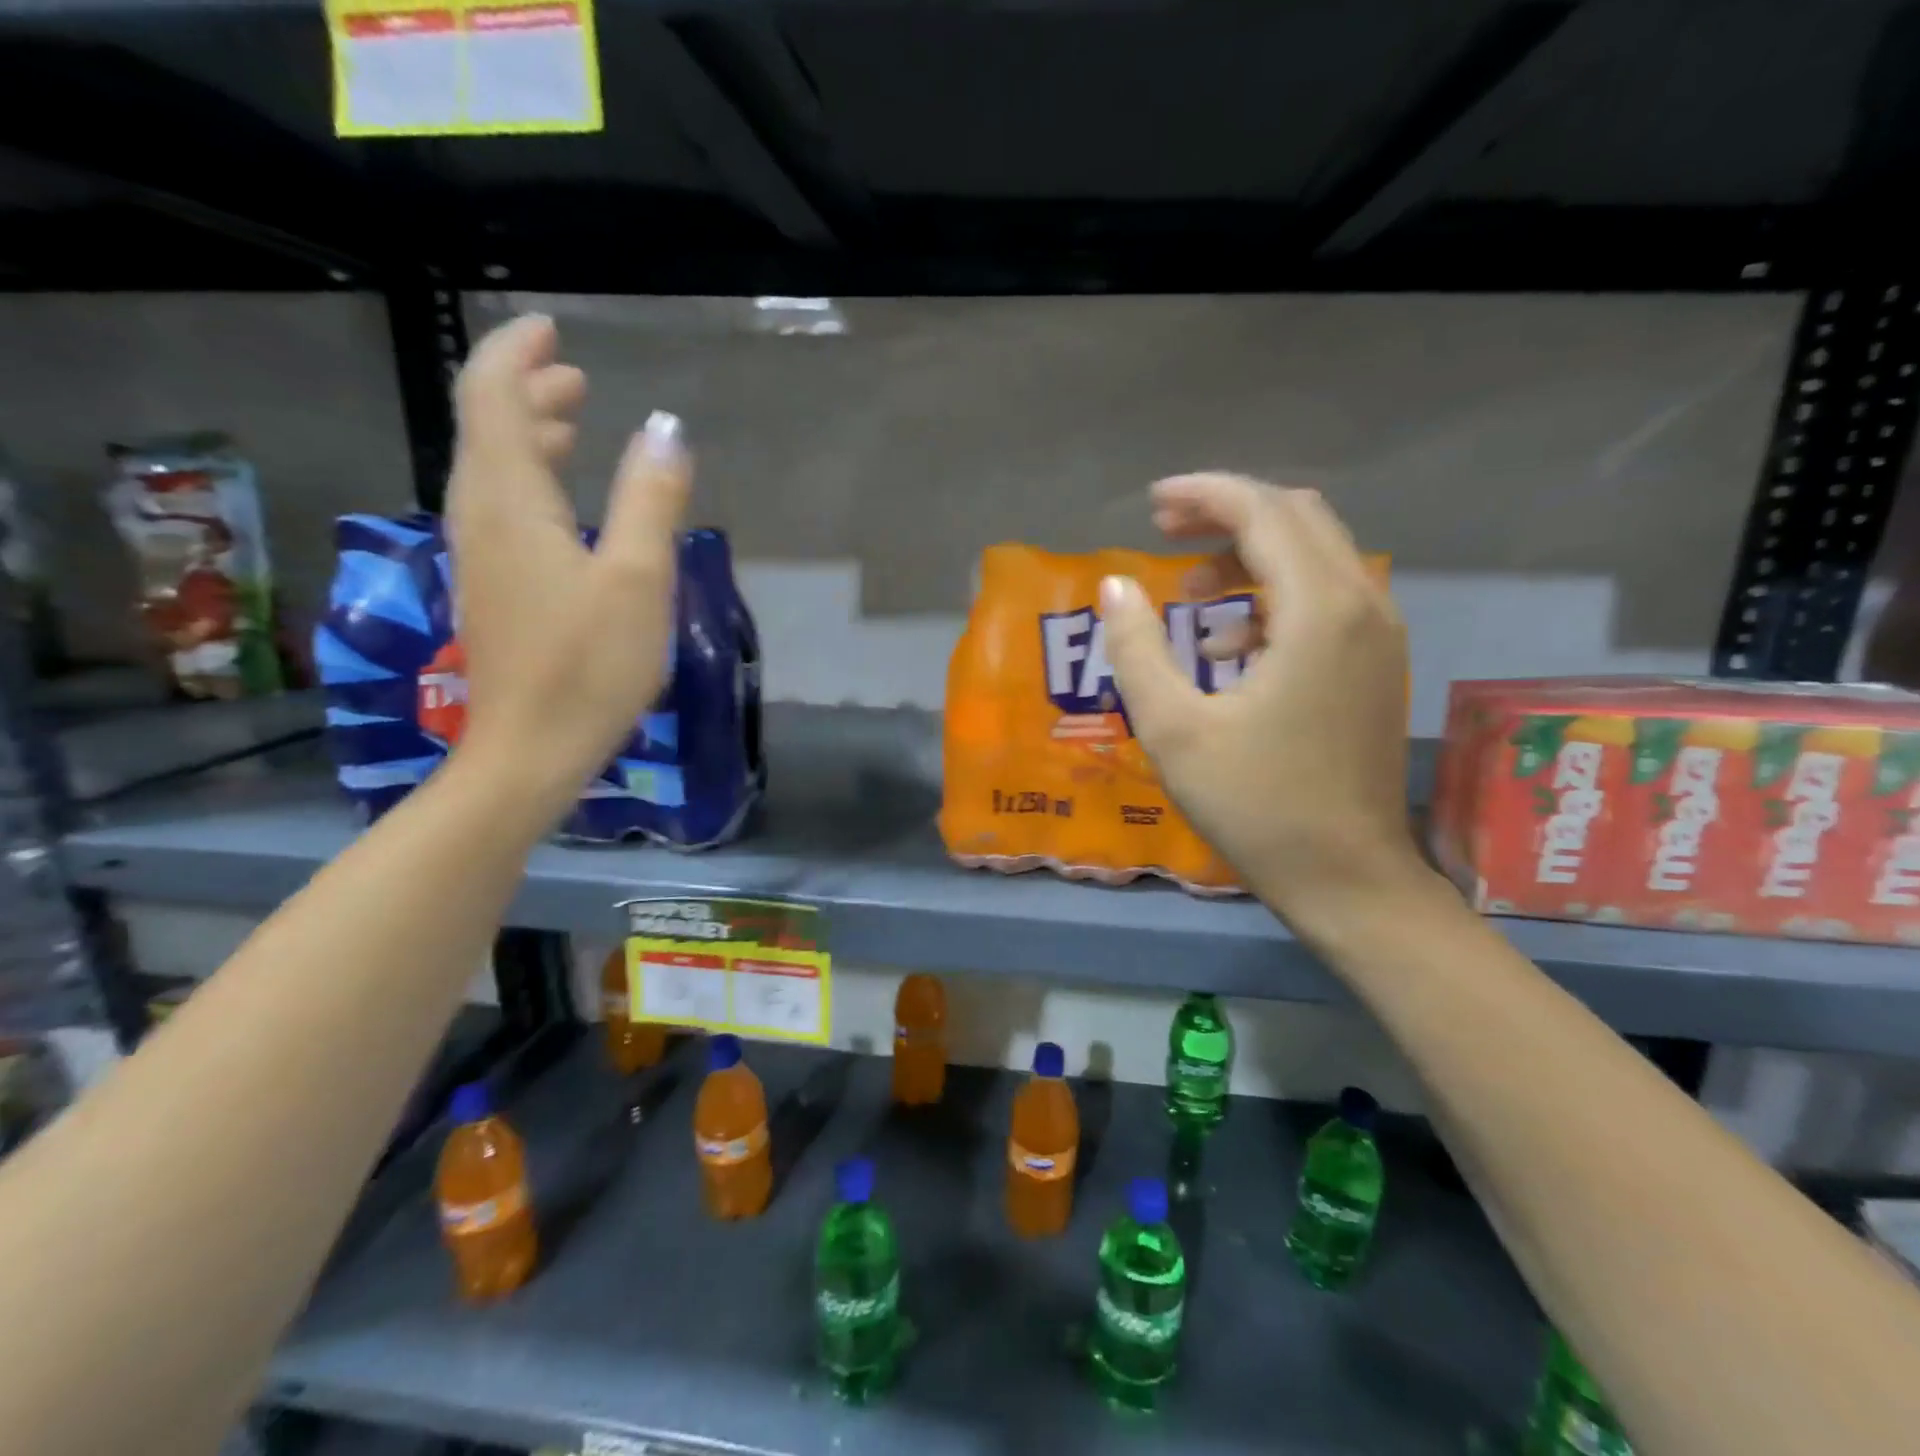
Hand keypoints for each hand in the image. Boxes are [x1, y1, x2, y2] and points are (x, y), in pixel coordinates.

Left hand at [444, 315, 690, 809]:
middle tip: (575, 375)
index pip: (495, 399)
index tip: (550, 328)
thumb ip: (652, 500)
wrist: (530, 751)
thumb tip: (667, 428)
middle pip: (487, 428)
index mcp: (510, 502)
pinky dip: (531, 480)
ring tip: (575, 422)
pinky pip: (502, 508)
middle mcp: (481, 516)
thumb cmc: (589, 666)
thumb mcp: (638, 581)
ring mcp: (482, 555)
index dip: (517, 354)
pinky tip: (566, 500)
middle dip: (527, 390)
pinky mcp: (495, 588)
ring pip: (493, 470)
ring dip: (529, 435)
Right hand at [1100, 473, 1423, 923]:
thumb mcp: (1174, 728)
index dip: (1205, 495)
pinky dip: (1274, 596)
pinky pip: (1326, 596)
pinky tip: (1230, 647)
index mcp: (1318, 612)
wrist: (1347, 878)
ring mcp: (1380, 635)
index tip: (1152, 503)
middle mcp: (1363, 605)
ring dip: (1251, 556)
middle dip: (1228, 514)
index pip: (1264, 513)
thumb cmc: (1256, 805)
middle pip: (1297, 519)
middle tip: (1166, 532)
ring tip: (1191, 596)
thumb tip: (1116, 586)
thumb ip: (1137, 649)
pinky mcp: (1378, 664)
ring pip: (1316, 555)